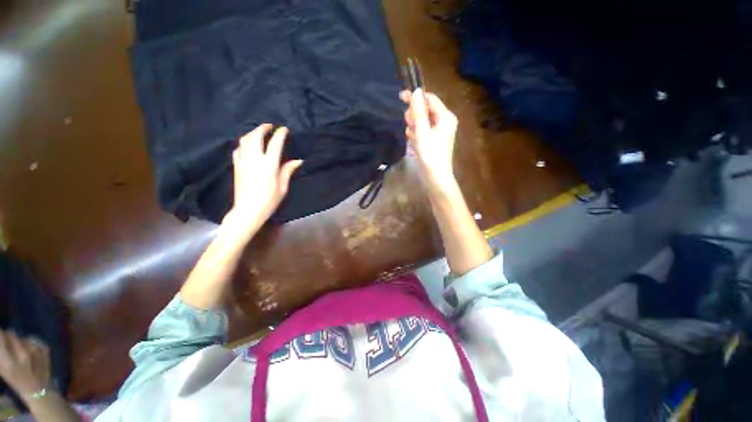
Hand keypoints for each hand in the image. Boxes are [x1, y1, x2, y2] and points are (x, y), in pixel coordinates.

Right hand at [0, 330, 49, 398]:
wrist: (39, 390)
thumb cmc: (16, 380)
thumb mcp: (2, 369)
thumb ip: (0, 353)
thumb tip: (0, 337)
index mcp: (9, 362)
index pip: (1, 337)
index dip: (0, 334)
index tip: (0, 335)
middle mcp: (22, 353)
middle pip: (11, 334)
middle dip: (7, 337)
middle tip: (7, 344)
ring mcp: (35, 349)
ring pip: (21, 337)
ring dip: (18, 341)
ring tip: (20, 353)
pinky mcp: (45, 347)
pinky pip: (32, 340)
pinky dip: (29, 344)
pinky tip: (31, 355)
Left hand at [224, 124, 302, 234]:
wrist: (248, 210)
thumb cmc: (269, 200)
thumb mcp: (283, 186)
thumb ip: (288, 171)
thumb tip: (297, 161)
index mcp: (269, 164)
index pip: (275, 144)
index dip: (280, 134)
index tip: (284, 129)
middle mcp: (255, 159)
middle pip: (256, 137)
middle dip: (263, 128)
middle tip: (269, 126)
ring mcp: (243, 161)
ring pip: (245, 140)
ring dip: (252, 133)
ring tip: (258, 132)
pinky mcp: (236, 166)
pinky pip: (238, 150)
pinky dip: (243, 144)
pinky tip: (247, 145)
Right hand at [400, 89, 458, 190]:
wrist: (435, 177)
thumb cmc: (430, 154)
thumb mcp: (422, 132)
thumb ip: (418, 112)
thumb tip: (416, 91)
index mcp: (445, 117)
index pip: (430, 99)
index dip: (416, 97)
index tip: (401, 97)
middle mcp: (444, 122)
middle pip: (425, 110)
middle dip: (414, 115)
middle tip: (409, 124)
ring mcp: (439, 132)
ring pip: (422, 121)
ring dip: (414, 126)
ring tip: (412, 136)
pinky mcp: (433, 140)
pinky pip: (422, 131)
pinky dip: (416, 134)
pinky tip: (413, 142)